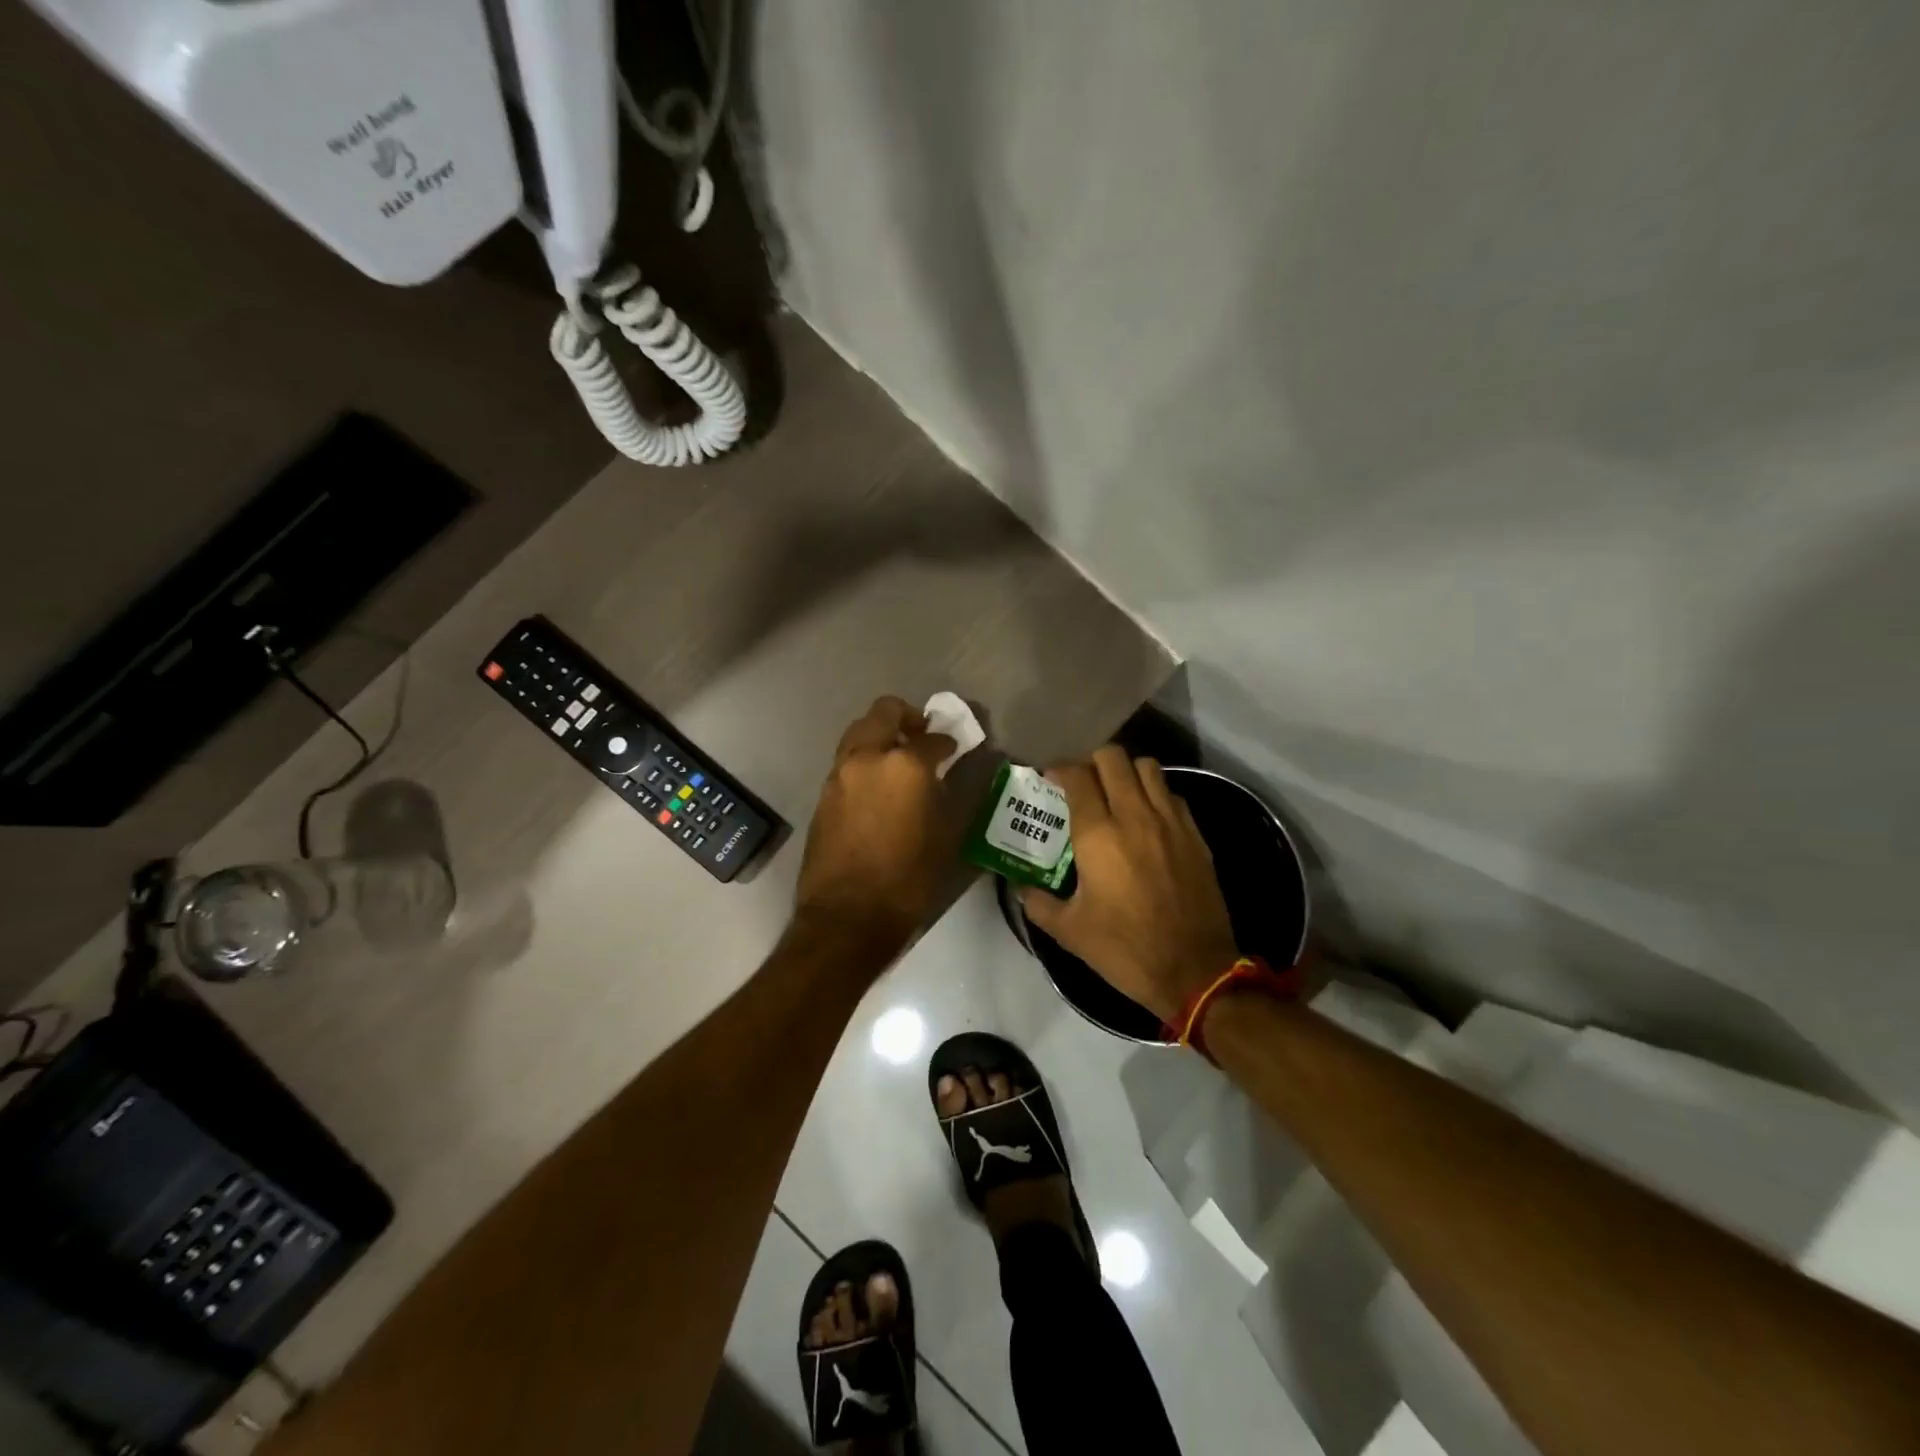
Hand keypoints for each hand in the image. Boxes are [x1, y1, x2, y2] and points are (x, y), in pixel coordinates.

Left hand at [793, 696, 958, 956]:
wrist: (848, 917)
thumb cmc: (908, 879)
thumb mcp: (946, 836)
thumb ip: (950, 793)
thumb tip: (952, 772)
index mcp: (904, 765)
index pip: (932, 738)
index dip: (948, 742)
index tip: (955, 749)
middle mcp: (867, 757)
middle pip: (884, 712)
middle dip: (907, 717)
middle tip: (923, 736)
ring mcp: (839, 774)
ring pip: (860, 733)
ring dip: (881, 736)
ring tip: (900, 762)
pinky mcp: (824, 794)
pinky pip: (848, 761)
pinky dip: (865, 760)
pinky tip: (879, 787)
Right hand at [1021, 746, 1238, 1023]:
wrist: (1195, 971)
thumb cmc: (1125, 949)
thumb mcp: (1069, 932)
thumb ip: (1038, 903)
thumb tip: (1020, 888)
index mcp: (1098, 834)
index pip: (1077, 776)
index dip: (1060, 769)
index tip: (1051, 779)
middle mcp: (1134, 816)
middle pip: (1113, 757)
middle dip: (1092, 761)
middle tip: (1083, 782)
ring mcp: (1170, 822)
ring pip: (1148, 767)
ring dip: (1127, 771)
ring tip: (1116, 792)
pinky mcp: (1195, 835)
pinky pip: (1172, 794)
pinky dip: (1155, 794)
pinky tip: (1147, 818)